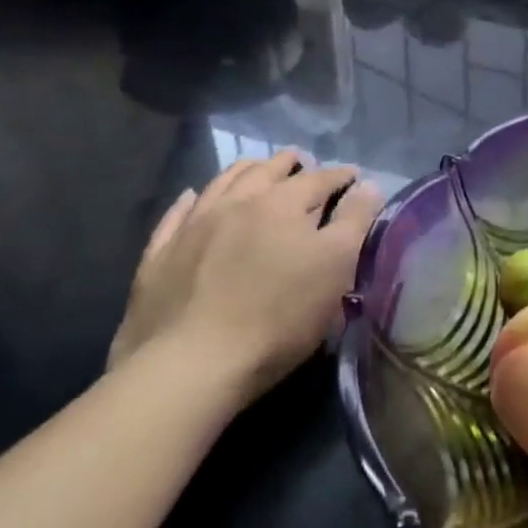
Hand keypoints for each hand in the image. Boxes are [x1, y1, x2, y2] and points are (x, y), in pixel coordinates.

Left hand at [110, 153, 385, 404]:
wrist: (190, 365)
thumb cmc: (278, 316)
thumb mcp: (335, 268)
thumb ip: (354, 221)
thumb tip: (368, 185)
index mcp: (282, 203)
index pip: (319, 178)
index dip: (340, 176)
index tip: (354, 176)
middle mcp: (236, 202)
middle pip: (267, 170)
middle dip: (289, 164)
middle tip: (302, 162)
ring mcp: (192, 226)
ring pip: (222, 182)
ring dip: (245, 171)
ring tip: (257, 170)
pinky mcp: (159, 255)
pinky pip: (176, 214)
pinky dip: (191, 200)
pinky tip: (193, 197)